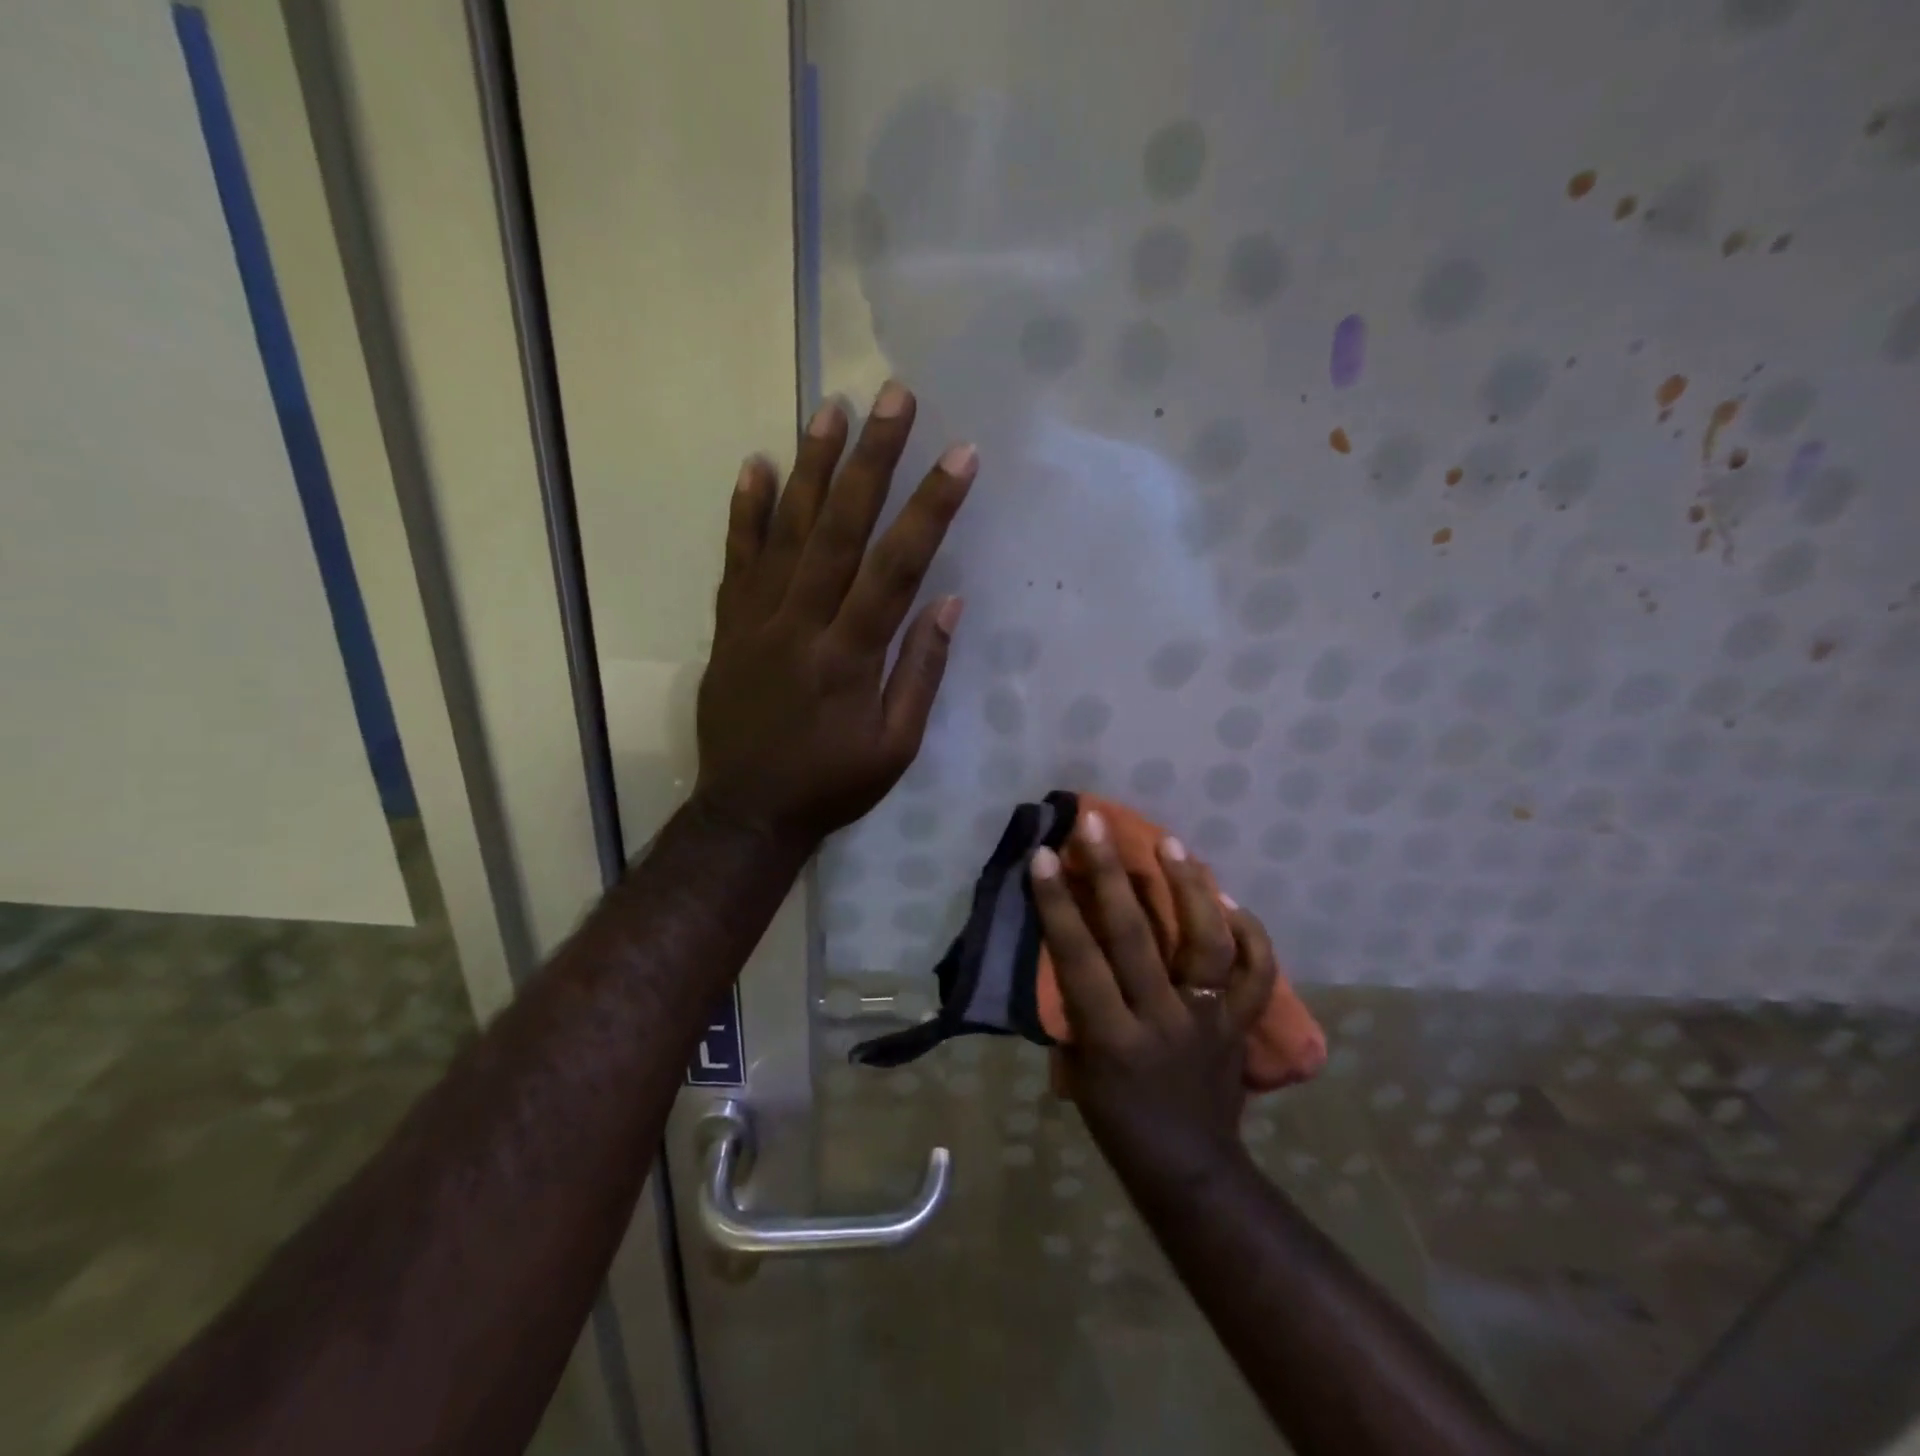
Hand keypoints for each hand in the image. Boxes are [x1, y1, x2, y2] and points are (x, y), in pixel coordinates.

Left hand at [694, 381, 976, 849]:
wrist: (748, 812)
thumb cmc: (833, 783)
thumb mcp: (895, 746)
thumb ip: (920, 673)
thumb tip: (947, 602)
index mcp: (851, 656)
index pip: (897, 567)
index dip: (930, 508)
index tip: (960, 454)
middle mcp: (803, 624)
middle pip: (839, 529)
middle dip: (872, 461)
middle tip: (893, 397)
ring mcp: (757, 620)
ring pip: (785, 531)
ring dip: (810, 467)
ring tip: (831, 408)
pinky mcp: (728, 626)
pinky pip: (734, 560)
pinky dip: (743, 512)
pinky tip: (754, 464)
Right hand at [1029, 812, 1278, 1185]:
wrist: (1190, 1171)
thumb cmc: (1117, 1122)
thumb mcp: (1078, 1071)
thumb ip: (1075, 1008)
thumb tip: (1068, 946)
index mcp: (1113, 1040)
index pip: (1080, 959)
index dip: (1058, 905)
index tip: (1043, 855)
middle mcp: (1163, 1022)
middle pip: (1136, 938)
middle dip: (1109, 874)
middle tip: (1096, 825)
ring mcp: (1210, 1022)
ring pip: (1207, 944)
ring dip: (1189, 889)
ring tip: (1172, 843)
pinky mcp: (1242, 1027)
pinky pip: (1257, 975)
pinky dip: (1250, 935)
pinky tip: (1230, 899)